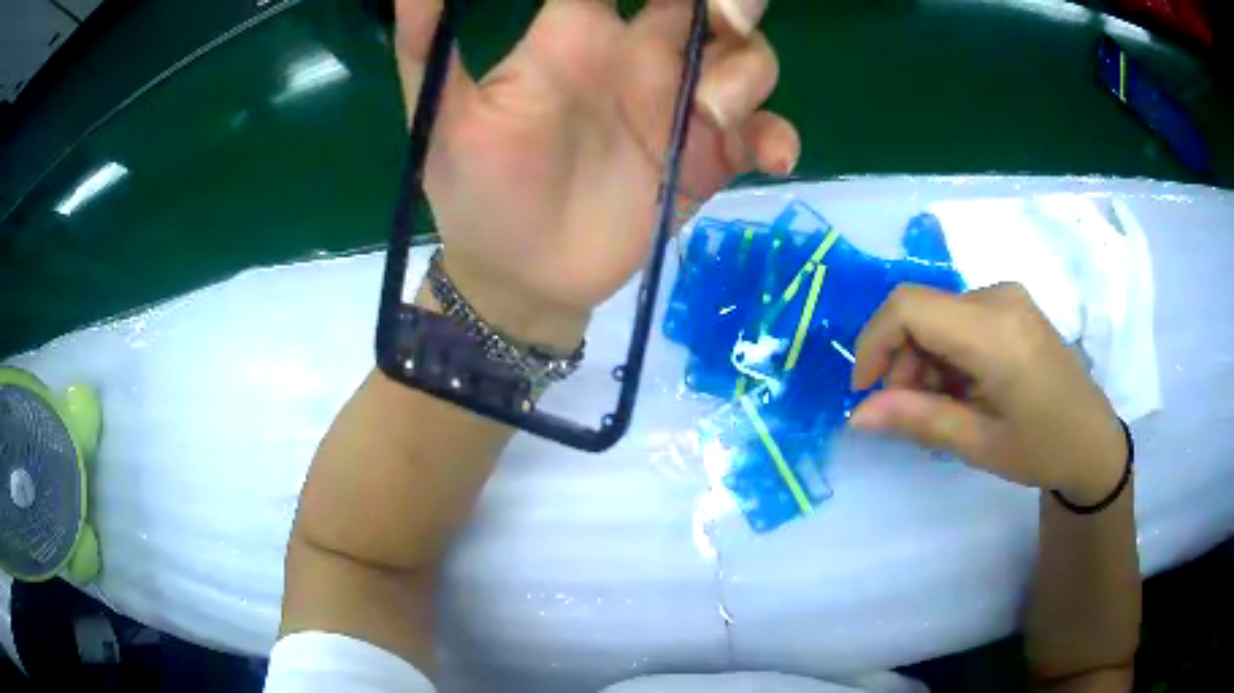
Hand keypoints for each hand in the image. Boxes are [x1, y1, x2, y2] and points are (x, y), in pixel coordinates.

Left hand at [396, 0, 799, 348]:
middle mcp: (638, 58)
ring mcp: (679, 108)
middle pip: (708, 4)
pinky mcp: (709, 159)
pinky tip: (769, 159)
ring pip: (748, 60)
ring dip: (747, 76)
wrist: (516, 275)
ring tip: (709, 117)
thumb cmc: (476, 192)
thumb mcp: (444, 120)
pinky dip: (778, 137)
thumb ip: (428, 48)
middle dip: (733, 2)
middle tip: (725, 17)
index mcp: (577, 37)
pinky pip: (763, 134)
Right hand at [849, 283, 1126, 504]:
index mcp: (995, 331)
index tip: (866, 391)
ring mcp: (1008, 297)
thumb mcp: (979, 444)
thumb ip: (918, 421)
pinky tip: (962, 390)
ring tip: (942, 408)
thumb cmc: (1043, 448)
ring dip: (924, 361)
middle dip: (901, 361)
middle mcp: (999, 298)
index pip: (909, 307)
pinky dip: (946, 354)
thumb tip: (857, 415)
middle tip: (909, 413)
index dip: (874, 343)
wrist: (1094, 441)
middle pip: (922, 312)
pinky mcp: (1012, 306)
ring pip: (938, 316)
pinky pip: (960, 318)